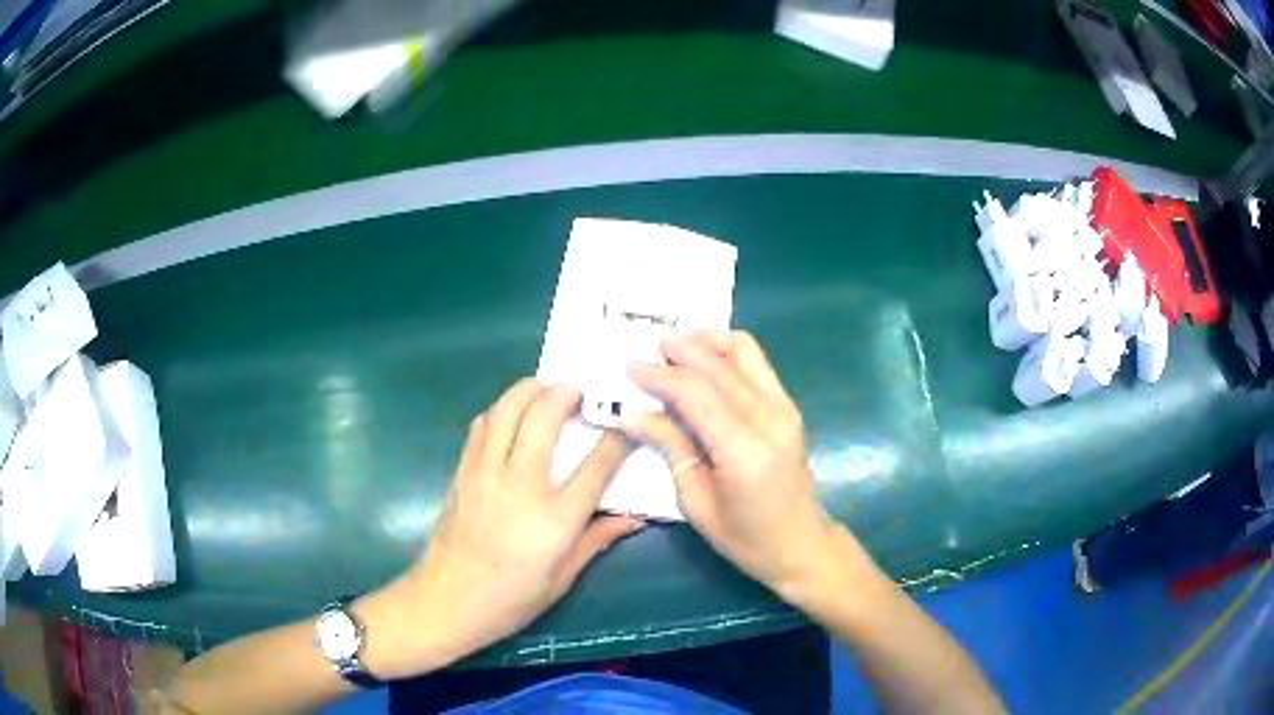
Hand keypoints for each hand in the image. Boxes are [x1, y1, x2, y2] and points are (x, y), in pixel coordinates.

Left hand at [357, 379, 640, 678]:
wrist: (447, 599)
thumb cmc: (511, 599)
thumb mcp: (562, 577)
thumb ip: (597, 539)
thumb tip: (634, 518)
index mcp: (554, 518)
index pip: (597, 464)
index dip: (619, 437)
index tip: (630, 422)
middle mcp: (520, 485)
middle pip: (545, 416)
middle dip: (567, 394)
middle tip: (581, 394)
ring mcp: (486, 472)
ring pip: (507, 408)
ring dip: (531, 390)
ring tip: (548, 392)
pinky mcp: (463, 470)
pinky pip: (483, 424)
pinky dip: (502, 408)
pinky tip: (512, 415)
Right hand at [622, 331, 839, 599]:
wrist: (800, 543)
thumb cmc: (745, 538)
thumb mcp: (696, 502)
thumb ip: (671, 447)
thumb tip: (634, 414)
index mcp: (744, 452)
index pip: (696, 395)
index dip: (660, 376)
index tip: (629, 367)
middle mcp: (770, 419)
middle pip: (718, 366)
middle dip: (678, 349)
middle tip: (644, 346)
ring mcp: (785, 408)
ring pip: (742, 350)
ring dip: (704, 340)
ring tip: (671, 345)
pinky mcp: (788, 405)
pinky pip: (755, 362)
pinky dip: (724, 352)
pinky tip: (700, 359)